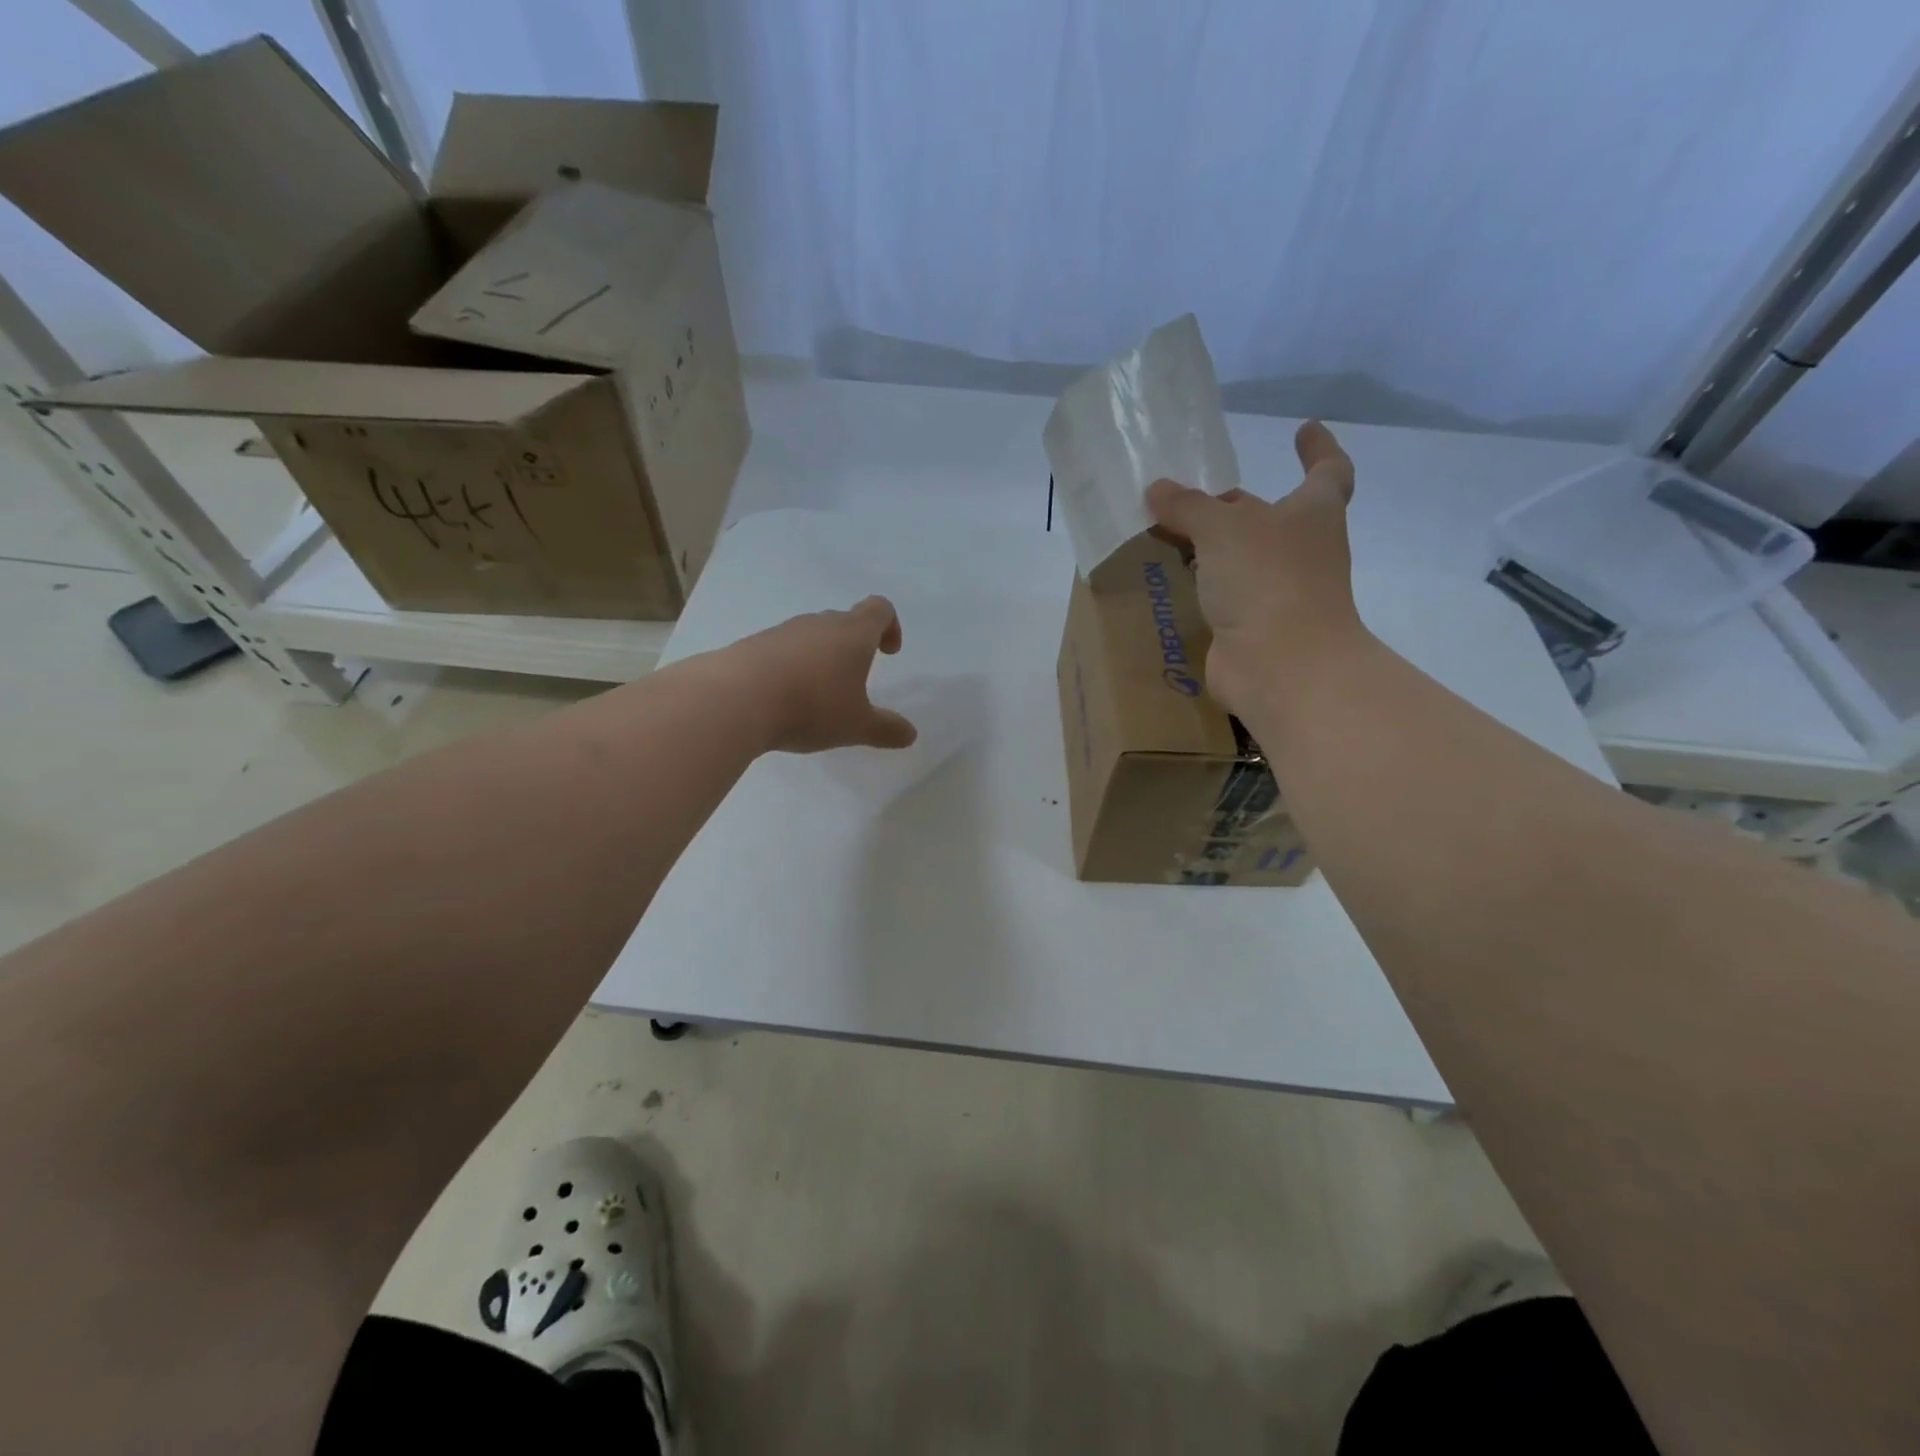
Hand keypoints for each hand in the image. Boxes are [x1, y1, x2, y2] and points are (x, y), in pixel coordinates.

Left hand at [721, 595, 918, 753]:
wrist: (735, 699)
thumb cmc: (811, 706)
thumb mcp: (856, 725)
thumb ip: (886, 729)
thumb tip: (910, 734)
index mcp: (852, 634)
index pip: (879, 608)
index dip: (890, 626)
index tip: (888, 653)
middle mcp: (818, 624)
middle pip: (844, 621)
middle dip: (854, 646)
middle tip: (853, 680)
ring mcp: (782, 632)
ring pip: (811, 636)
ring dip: (820, 657)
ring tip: (816, 696)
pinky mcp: (753, 645)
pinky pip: (782, 650)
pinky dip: (790, 668)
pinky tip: (783, 700)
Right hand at [1145, 420, 1364, 718]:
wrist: (1280, 665)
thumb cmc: (1267, 579)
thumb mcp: (1222, 528)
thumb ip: (1188, 506)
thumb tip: (1157, 489)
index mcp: (1311, 513)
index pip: (1327, 471)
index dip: (1318, 448)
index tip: (1303, 428)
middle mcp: (1300, 550)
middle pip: (1268, 516)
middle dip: (1232, 506)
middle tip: (1187, 498)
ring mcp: (1278, 592)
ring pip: (1241, 558)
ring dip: (1210, 547)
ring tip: (1165, 534)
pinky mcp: (1252, 627)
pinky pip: (1222, 596)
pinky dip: (1199, 585)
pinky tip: (1166, 578)